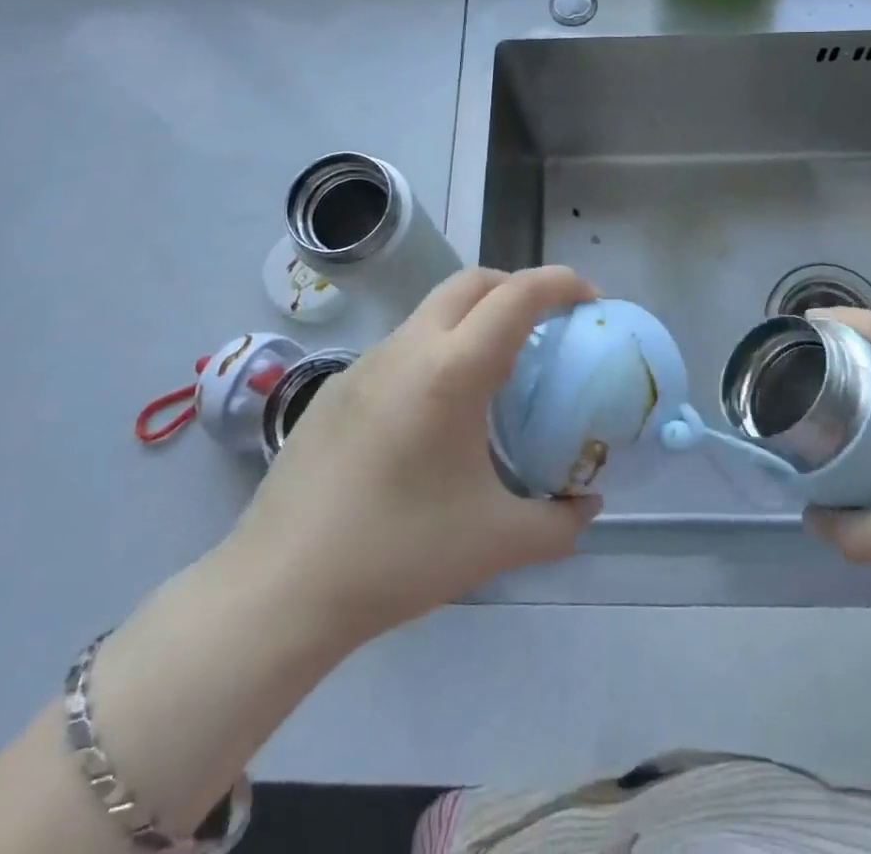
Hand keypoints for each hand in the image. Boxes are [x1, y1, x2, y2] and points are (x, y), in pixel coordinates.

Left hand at [223, 266, 602, 645]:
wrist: (279, 589)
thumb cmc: (396, 556)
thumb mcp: (495, 543)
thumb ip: (558, 523)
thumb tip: (588, 506)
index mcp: (451, 371)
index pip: (517, 296)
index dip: (561, 283)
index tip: (591, 300)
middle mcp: (409, 348)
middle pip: (473, 282)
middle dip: (518, 287)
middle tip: (547, 325)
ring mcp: (366, 362)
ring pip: (434, 310)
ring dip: (475, 317)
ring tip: (497, 371)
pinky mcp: (338, 386)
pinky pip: (403, 346)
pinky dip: (439, 349)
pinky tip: (438, 412)